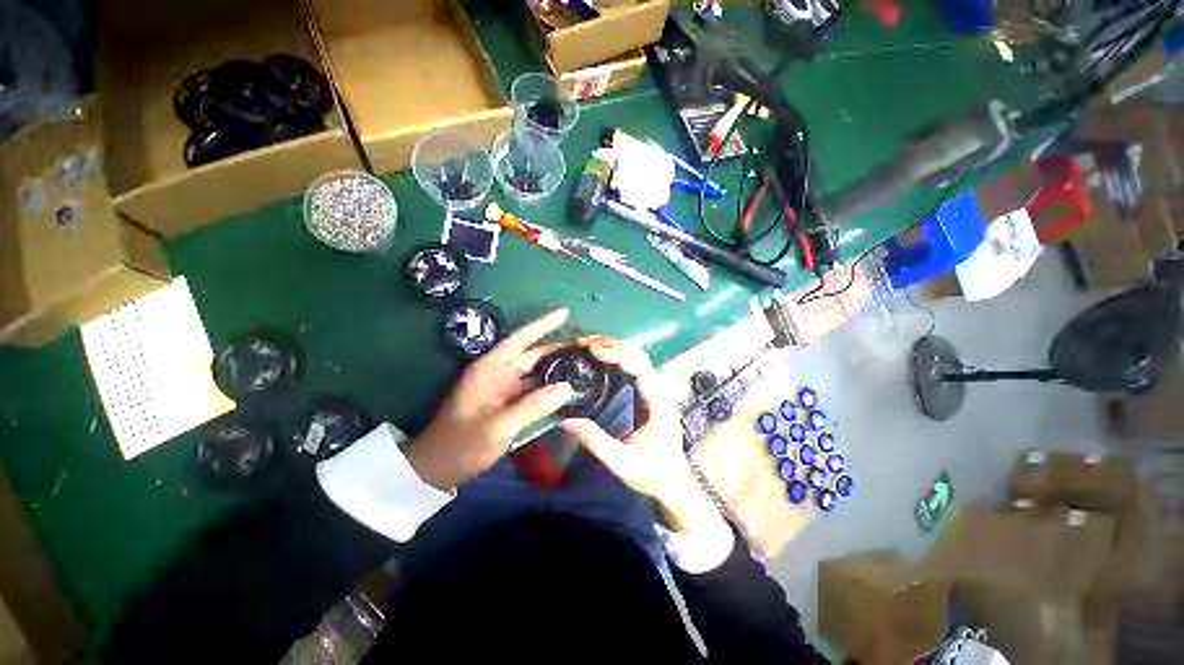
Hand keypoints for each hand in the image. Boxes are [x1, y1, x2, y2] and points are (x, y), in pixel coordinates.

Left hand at [404, 309, 572, 491]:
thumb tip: (567, 388)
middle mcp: (499, 373)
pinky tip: (568, 387)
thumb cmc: (461, 444)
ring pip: (536, 371)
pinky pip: (535, 389)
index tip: (565, 312)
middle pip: (533, 354)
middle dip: (558, 347)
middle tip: (586, 344)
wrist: (439, 469)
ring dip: (557, 367)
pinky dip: (551, 386)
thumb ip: (532, 407)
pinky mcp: (510, 403)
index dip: (543, 325)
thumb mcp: (497, 427)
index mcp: (490, 369)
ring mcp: (505, 389)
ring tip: (584, 362)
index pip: (521, 339)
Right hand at [559, 336, 714, 531]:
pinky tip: (600, 356)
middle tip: (582, 342)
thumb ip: (595, 442)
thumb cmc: (652, 474)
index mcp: (659, 403)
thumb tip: (565, 421)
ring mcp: (657, 388)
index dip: (616, 353)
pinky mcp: (650, 391)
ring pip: (638, 356)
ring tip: (587, 344)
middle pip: (639, 354)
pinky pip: (635, 364)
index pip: (640, 366)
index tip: (590, 348)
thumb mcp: (622, 463)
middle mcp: (661, 389)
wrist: (674, 482)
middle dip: (611, 344)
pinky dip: (617, 355)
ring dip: (614, 346)